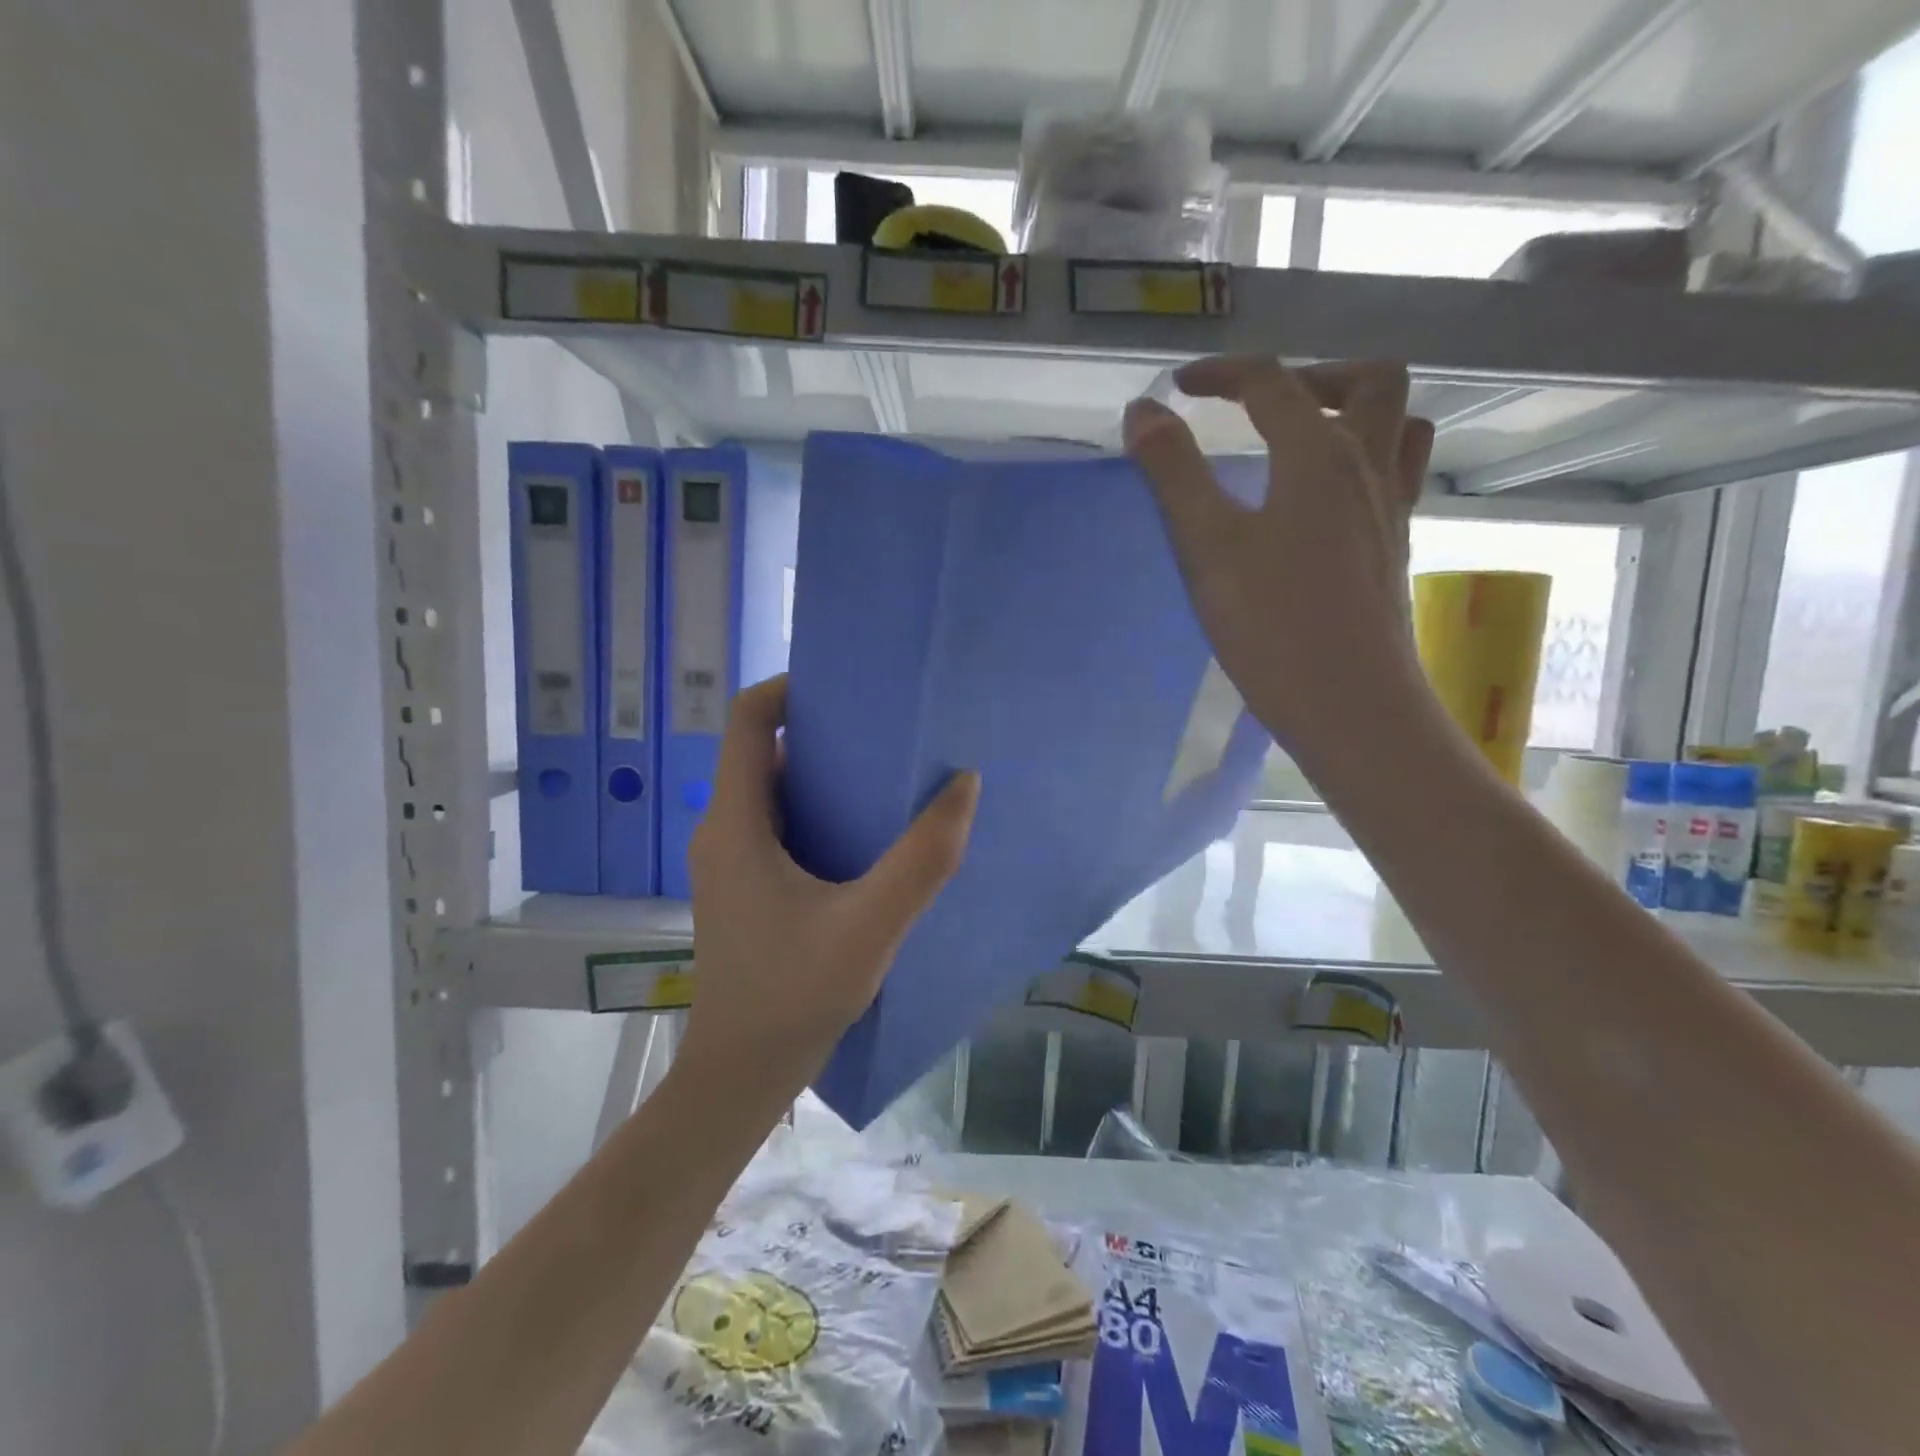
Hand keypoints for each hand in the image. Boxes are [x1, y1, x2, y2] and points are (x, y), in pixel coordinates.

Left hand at [677, 675, 979, 1113]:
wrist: (740, 1076)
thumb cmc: (794, 996)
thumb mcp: (870, 927)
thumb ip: (922, 859)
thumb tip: (964, 785)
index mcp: (736, 823)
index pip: (749, 721)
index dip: (792, 688)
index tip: (850, 687)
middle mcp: (724, 831)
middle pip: (765, 752)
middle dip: (824, 732)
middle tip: (888, 730)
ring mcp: (731, 862)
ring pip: (775, 792)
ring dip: (827, 777)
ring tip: (888, 776)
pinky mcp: (745, 888)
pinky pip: (780, 827)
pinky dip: (821, 814)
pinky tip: (867, 836)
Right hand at [1123, 355, 1434, 766]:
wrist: (1350, 706)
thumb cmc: (1272, 626)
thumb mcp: (1208, 546)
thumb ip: (1174, 473)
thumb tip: (1142, 411)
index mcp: (1319, 457)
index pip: (1271, 384)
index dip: (1221, 374)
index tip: (1176, 390)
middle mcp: (1367, 469)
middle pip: (1369, 381)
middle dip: (1310, 375)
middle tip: (1259, 405)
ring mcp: (1390, 511)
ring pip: (1399, 425)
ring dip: (1355, 410)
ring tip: (1305, 436)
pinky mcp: (1394, 549)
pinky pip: (1396, 475)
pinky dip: (1365, 458)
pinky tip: (1325, 499)